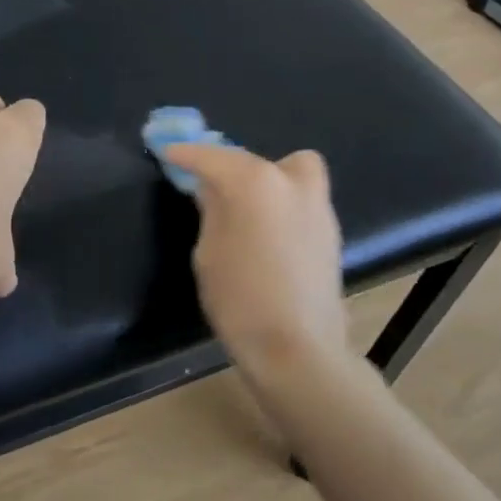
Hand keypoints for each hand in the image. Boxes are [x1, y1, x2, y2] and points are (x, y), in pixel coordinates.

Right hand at [164, 143, 349, 368]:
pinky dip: (283, 205)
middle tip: (213, 191)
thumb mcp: (208, 253)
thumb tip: (212, 190)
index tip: (169, 152)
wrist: (299, 349)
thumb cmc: (240, 300)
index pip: (213, 157)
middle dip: (233, 168)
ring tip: (245, 213)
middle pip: (257, 160)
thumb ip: (212, 211)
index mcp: (255, 183)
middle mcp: (292, 182)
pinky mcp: (331, 231)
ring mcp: (318, 205)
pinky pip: (302, 200)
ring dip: (266, 182)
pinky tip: (268, 235)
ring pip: (291, 173)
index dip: (187, 154)